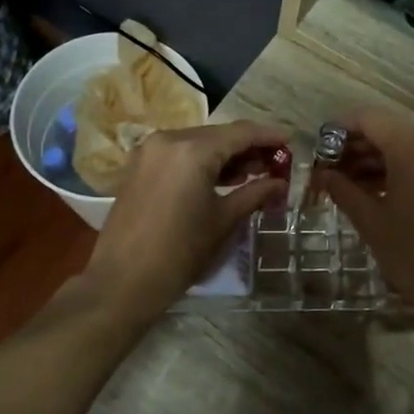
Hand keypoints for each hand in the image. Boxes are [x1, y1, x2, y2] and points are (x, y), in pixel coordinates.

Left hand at [83, 119, 289, 322]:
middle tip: (275, 164)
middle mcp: (169, 139)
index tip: (290, 142)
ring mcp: (150, 151)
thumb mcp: (223, 220)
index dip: (268, 136)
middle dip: (248, 147)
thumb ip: (255, 194)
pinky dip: (202, 162)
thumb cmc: (180, 252)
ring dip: (225, 155)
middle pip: (218, 135)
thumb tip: (280, 183)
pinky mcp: (139, 166)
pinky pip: (179, 154)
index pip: (240, 133)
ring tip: (253, 174)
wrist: (123, 281)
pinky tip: (222, 178)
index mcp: (192, 149)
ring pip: (198, 143)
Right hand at [316, 108, 413, 331]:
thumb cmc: (413, 254)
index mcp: (412, 148)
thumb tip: (320, 174)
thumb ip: (342, 189)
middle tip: (329, 170)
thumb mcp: (370, 221)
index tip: (319, 148)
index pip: (369, 118)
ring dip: (377, 159)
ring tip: (348, 184)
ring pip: (406, 146)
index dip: (340, 128)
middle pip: (388, 130)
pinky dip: (399, 169)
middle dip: (357, 146)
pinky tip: (377, 192)